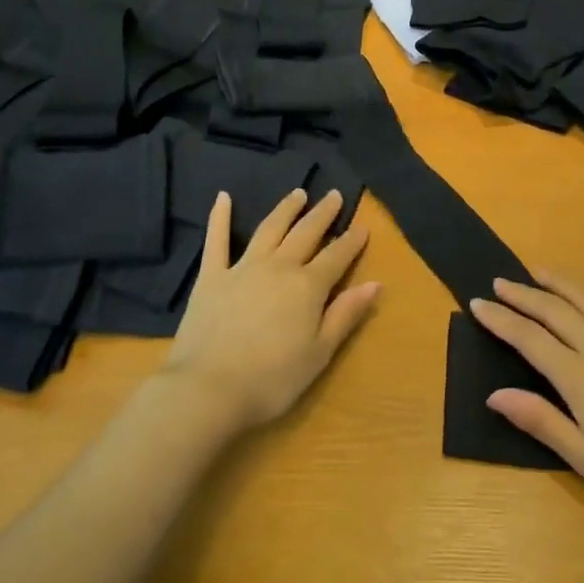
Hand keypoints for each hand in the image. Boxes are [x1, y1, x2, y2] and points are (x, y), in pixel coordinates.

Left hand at [160, 188, 379, 432]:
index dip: (352, 241)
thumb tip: (375, 284)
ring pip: (269, 229)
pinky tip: (223, 197)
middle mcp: (278, 267)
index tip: (363, 226)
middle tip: (333, 195)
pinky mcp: (211, 277)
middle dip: (323, 214)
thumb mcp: (319, 353)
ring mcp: (242, 268)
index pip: (337, 256)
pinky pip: (216, 240)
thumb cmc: (272, 379)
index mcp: (308, 287)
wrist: (208, 388)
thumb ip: (346, 315)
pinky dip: (219, 217)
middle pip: (306, 233)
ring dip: (285, 209)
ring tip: (298, 193)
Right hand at [470, 269, 583, 536]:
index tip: (477, 304)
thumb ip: (542, 422)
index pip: (530, 340)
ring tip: (538, 270)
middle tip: (499, 282)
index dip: (501, 321)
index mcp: (581, 379)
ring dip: (562, 284)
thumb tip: (494, 394)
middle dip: (524, 296)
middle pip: (556, 313)